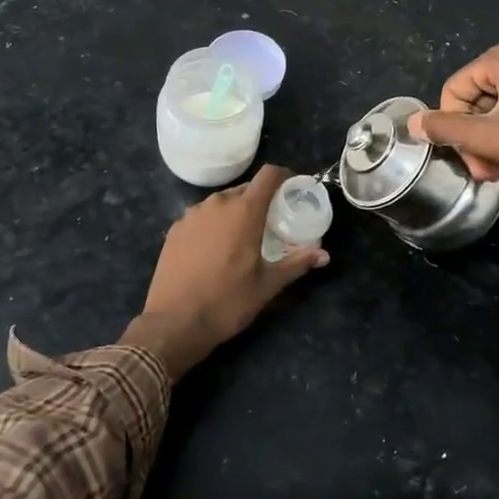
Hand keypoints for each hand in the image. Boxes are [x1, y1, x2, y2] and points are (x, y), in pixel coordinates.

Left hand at [122, 165, 328, 377]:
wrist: (174, 322)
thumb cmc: (227, 301)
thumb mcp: (268, 285)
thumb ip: (297, 263)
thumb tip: (324, 255)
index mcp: (244, 211)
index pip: (268, 175)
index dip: (284, 176)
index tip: (293, 190)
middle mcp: (217, 204)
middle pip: (246, 188)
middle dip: (261, 199)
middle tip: (272, 222)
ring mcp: (192, 215)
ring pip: (221, 202)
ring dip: (236, 212)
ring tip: (244, 236)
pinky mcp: (175, 229)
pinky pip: (202, 216)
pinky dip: (214, 224)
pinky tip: (215, 249)